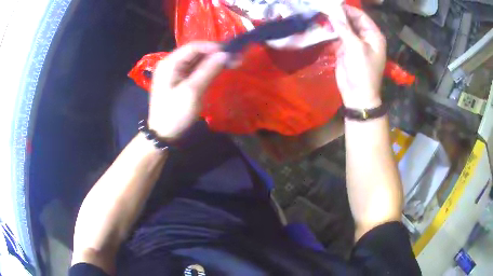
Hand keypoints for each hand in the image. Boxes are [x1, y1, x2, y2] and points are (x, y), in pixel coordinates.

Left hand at [148, 42, 228, 138]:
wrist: (163, 135)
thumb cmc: (175, 114)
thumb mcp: (192, 91)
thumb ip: (208, 70)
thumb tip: (224, 54)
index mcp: (169, 63)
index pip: (193, 47)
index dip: (213, 47)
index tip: (230, 53)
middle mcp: (171, 64)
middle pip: (195, 53)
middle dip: (214, 55)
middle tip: (234, 59)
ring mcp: (174, 73)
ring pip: (196, 62)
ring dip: (212, 62)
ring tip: (230, 64)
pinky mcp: (179, 82)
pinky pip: (195, 71)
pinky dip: (207, 70)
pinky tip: (218, 72)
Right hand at [331, 6, 386, 108]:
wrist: (357, 94)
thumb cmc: (363, 71)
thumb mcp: (356, 48)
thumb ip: (345, 30)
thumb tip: (331, 15)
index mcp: (373, 35)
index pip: (361, 16)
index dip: (348, 9)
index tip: (333, 4)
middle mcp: (365, 36)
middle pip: (352, 20)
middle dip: (340, 14)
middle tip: (324, 8)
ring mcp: (355, 42)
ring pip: (344, 27)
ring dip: (334, 22)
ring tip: (321, 15)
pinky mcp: (345, 48)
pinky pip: (338, 35)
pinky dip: (331, 31)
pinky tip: (323, 26)